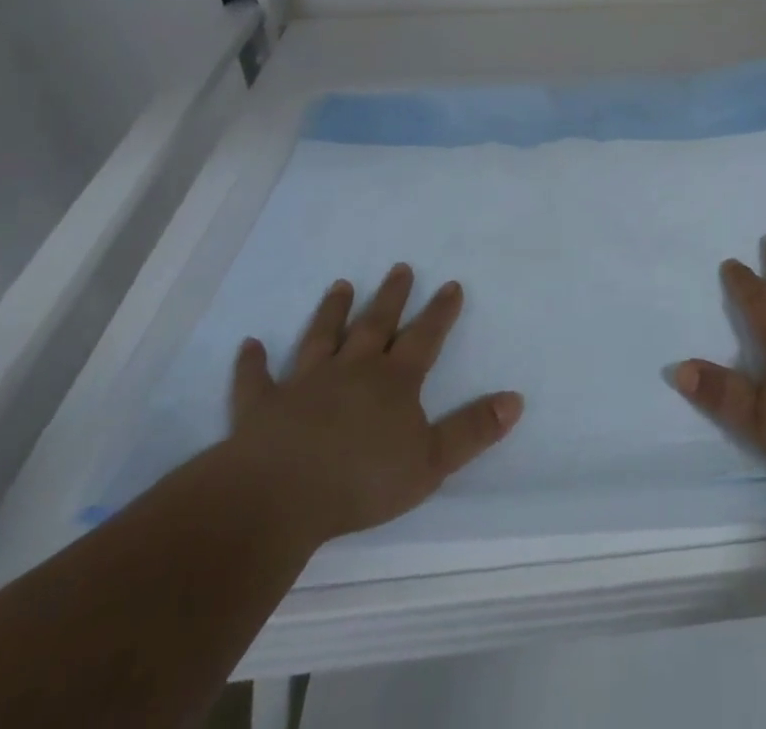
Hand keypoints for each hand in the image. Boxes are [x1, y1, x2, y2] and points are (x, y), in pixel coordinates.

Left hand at [224, 266, 523, 546]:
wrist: (277, 497)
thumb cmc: (361, 480)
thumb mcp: (431, 461)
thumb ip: (473, 429)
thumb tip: (516, 399)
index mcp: (394, 381)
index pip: (425, 337)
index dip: (440, 312)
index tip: (451, 284)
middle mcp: (352, 370)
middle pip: (376, 324)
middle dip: (392, 296)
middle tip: (400, 267)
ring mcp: (304, 385)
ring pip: (322, 338)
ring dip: (332, 312)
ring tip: (341, 285)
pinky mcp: (261, 408)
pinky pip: (256, 380)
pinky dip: (253, 363)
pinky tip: (249, 345)